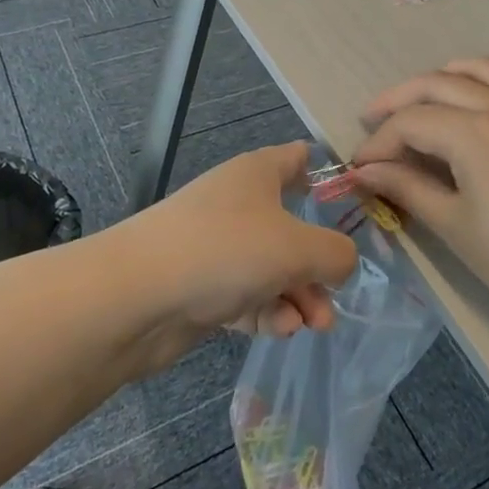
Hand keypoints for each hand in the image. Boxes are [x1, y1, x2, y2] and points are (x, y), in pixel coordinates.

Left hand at [126, 143, 358, 359]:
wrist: (136, 296)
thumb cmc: (226, 250)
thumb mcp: (298, 248)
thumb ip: (335, 253)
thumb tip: (343, 262)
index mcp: (258, 173)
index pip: (297, 158)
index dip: (325, 174)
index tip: (351, 204)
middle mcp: (237, 203)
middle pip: (290, 226)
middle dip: (317, 264)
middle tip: (333, 296)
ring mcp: (215, 245)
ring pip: (270, 267)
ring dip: (297, 295)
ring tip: (314, 325)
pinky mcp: (199, 286)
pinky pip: (244, 295)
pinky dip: (265, 312)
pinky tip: (279, 330)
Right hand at [351, 59, 488, 336]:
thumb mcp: (451, 223)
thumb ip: (405, 186)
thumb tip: (364, 171)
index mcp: (473, 132)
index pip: (410, 122)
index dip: (378, 142)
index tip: (359, 167)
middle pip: (435, 84)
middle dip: (397, 101)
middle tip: (371, 121)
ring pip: (475, 69)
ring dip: (440, 79)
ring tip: (418, 103)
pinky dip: (484, 81)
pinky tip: (473, 105)